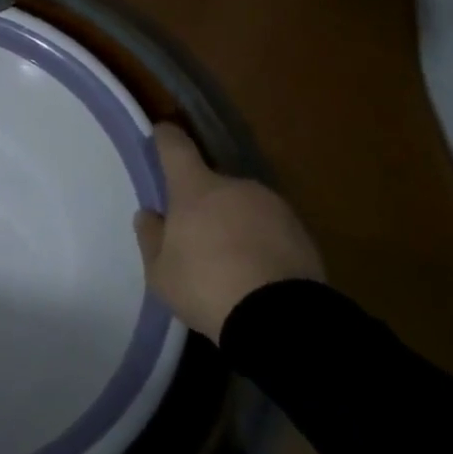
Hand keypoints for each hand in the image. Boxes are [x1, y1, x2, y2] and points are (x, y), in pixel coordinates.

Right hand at [133, 124, 323, 342]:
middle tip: (195, 236)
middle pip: (212, 183)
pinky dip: (260, 241)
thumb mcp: (160, 272)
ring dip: (233, 222)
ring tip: (228, 260)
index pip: (175, 147)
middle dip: (202, 202)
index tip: (160, 134)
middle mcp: (236, 187)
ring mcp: (274, 206)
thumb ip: (151, 238)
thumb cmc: (206, 286)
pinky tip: (255, 271)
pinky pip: (269, 228)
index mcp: (196, 189)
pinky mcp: (302, 232)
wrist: (280, 319)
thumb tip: (150, 215)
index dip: (165, 138)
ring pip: (243, 205)